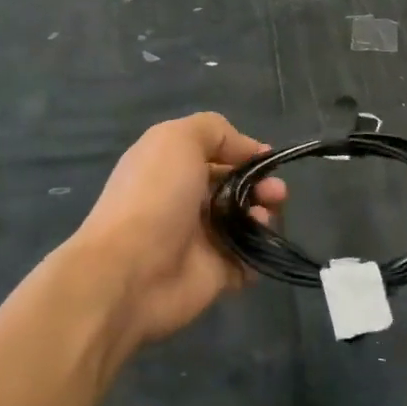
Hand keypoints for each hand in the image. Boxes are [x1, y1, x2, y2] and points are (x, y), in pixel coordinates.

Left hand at [73, 113, 285, 350]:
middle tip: (275, 193)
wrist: (131, 272)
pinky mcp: (217, 274)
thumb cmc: (154, 198)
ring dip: (265, 215)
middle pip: (237, 188)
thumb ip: (214, 131)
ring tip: (263, 218)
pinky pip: (250, 260)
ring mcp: (202, 240)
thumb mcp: (177, 140)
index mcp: (173, 169)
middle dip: (263, 185)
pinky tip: (258, 246)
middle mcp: (187, 202)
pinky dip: (261, 252)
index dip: (245, 153)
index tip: (268, 159)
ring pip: (248, 223)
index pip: (217, 155)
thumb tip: (250, 149)